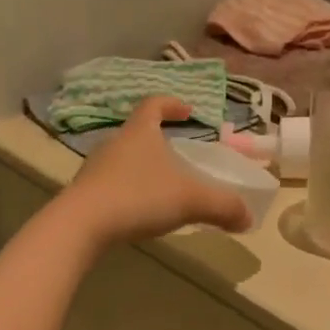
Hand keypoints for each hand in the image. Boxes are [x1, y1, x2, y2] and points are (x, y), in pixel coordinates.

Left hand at [58, 97, 253, 248]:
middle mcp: (115, 143)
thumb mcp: (190, 200)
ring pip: (123, 159)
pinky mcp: (84, 193)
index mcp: (139, 132)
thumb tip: (248, 218)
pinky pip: (111, 184)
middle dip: (158, 139)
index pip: (154, 104)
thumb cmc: (139, 197)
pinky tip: (139, 210)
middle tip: (178, 153)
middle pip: (137, 131)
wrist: (80, 226)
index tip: (188, 111)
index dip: (172, 104)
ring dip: (142, 167)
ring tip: (161, 185)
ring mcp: (95, 168)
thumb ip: (223, 206)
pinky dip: (128, 190)